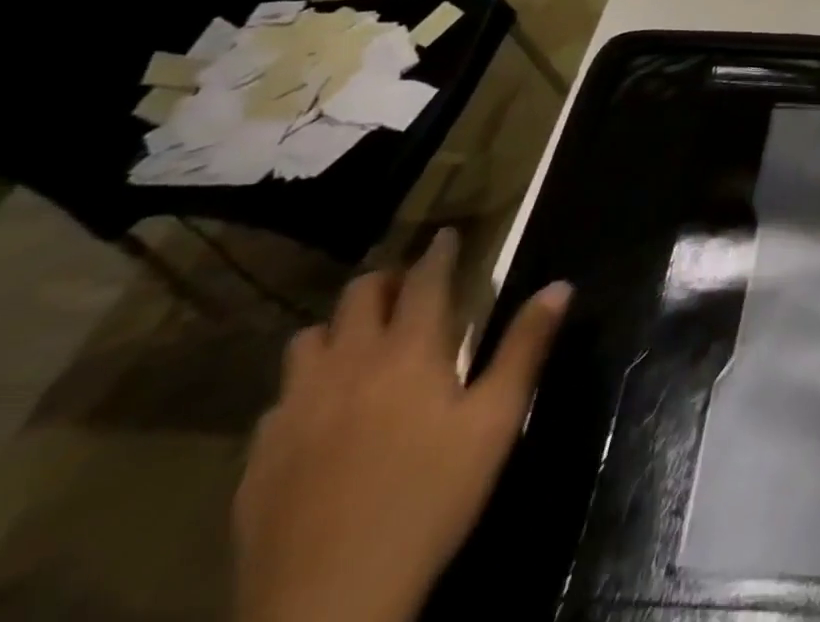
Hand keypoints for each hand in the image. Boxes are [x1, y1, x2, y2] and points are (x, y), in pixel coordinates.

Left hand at [233, 230, 571, 621]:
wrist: (327, 605)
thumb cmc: (430, 499)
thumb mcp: (497, 421)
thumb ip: (526, 347)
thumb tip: (561, 285)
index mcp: (409, 352)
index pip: (424, 280)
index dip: (438, 252)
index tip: (446, 234)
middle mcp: (347, 366)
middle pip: (358, 297)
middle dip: (385, 280)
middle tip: (408, 284)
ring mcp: (294, 413)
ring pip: (307, 341)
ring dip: (337, 329)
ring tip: (360, 342)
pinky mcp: (258, 460)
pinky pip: (278, 401)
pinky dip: (304, 389)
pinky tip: (319, 415)